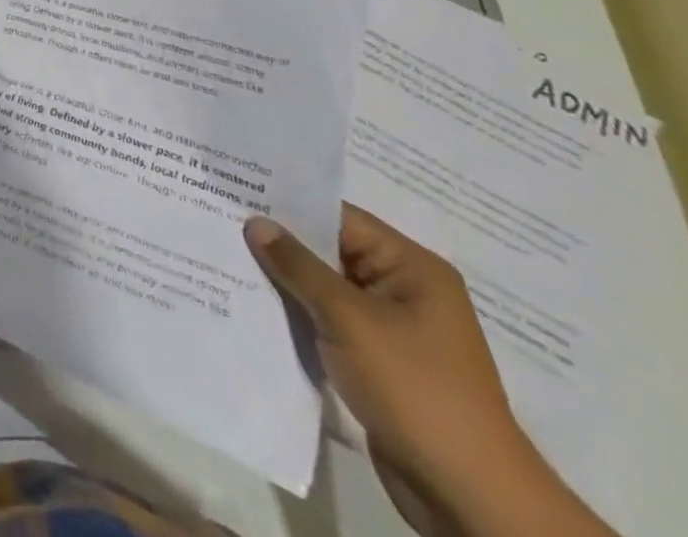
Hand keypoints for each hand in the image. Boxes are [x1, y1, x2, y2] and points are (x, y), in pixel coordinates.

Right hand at [244, 206, 561, 536]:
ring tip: (225, 257)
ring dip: (284, 280)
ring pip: (324, 288)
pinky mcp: (377, 361)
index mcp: (412, 269)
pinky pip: (328, 321)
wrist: (468, 496)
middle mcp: (404, 290)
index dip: (288, 204)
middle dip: (279, 242)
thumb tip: (256, 222)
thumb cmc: (416, 389)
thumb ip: (298, 267)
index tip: (236, 190)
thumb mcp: (349, 319)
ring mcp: (392, 328)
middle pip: (330, 251)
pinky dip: (296, 313)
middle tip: (219, 220)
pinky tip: (253, 305)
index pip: (339, 218)